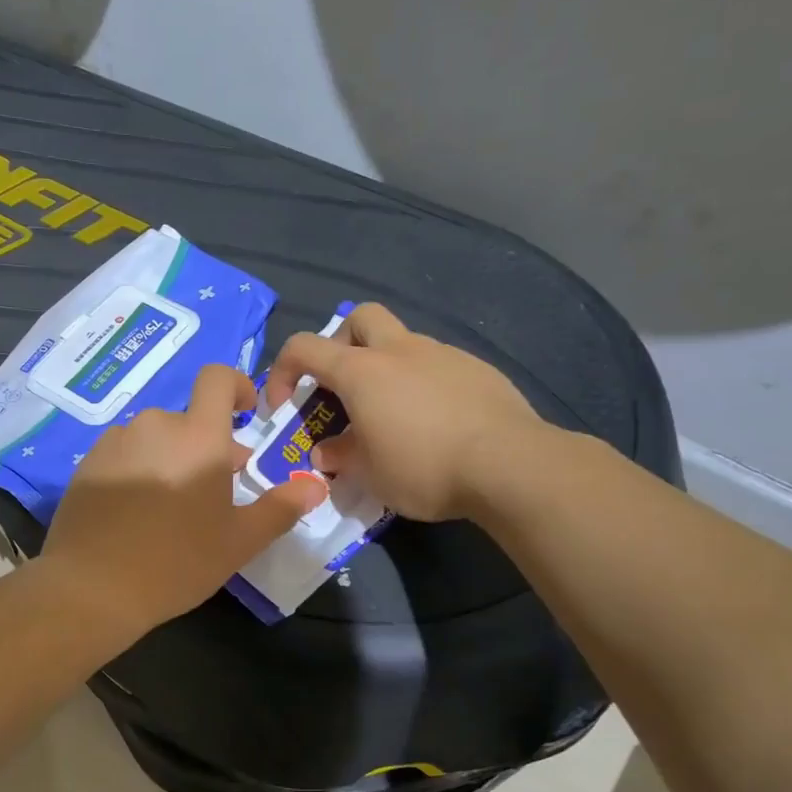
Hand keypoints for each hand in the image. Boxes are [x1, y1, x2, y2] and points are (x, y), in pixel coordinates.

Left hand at [39, 365, 327, 635]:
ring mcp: (115, 443)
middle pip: (188, 419)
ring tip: (171, 507)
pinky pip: (123, 454)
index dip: (236, 385)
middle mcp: (154, 426)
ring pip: (154, 438)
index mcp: (198, 437)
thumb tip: (316, 485)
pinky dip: (137, 470)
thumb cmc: (177, 562)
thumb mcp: (239, 542)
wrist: (92, 588)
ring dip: (170, 458)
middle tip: (212, 493)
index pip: (218, 378)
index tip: (245, 414)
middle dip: (206, 445)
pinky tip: (135, 513)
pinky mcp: (86, 464)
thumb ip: (280, 508)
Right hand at [262, 303, 548, 521]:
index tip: (285, 407)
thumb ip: (340, 456)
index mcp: (361, 371)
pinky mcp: (477, 369)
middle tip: (342, 386)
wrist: (509, 464)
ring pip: (402, 342)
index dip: (282, 372)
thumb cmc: (423, 467)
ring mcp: (442, 354)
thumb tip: (325, 452)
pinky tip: (434, 422)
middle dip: (340, 344)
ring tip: (392, 415)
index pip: (303, 348)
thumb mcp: (369, 474)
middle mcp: (399, 350)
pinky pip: (436, 365)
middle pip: (358, 317)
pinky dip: (422, 383)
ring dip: (385, 368)